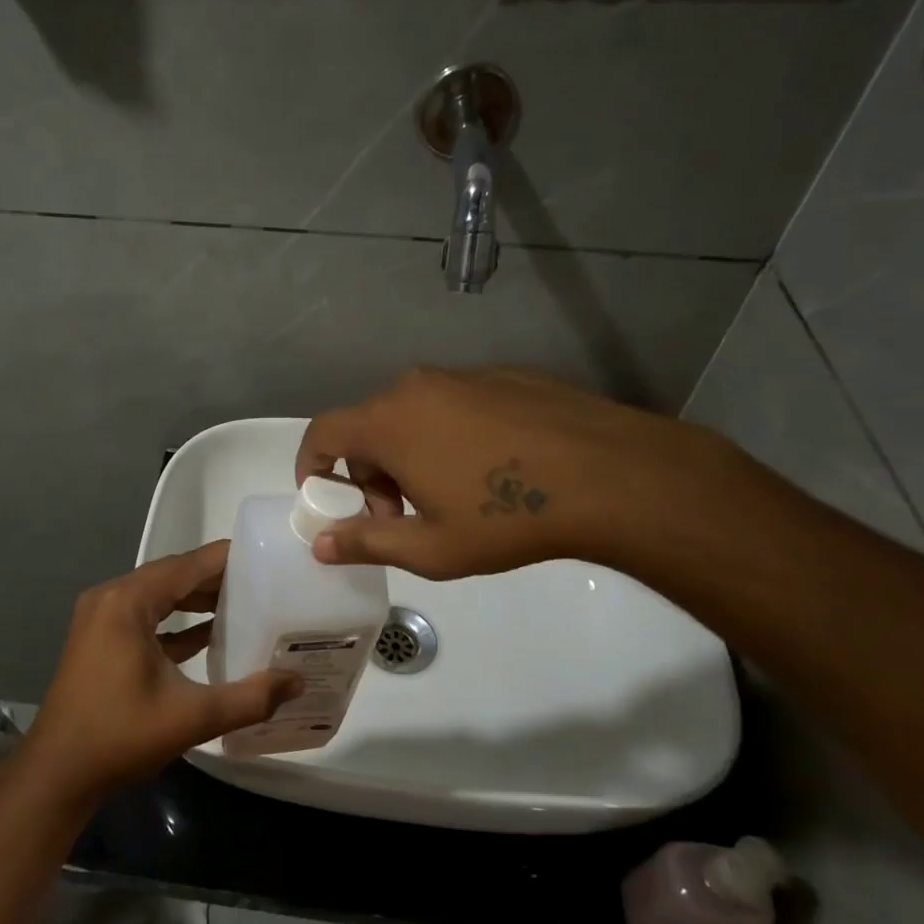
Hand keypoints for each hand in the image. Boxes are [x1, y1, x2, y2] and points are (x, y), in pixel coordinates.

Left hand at [24, 541, 301, 800]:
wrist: (57, 774)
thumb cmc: (120, 737)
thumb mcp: (191, 717)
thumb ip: (249, 698)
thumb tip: (297, 682)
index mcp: (128, 602)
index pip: (187, 565)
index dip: (228, 559)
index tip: (268, 558)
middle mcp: (111, 598)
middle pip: (173, 576)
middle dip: (216, 579)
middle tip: (264, 584)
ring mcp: (102, 618)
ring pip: (159, 596)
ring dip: (196, 599)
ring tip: (245, 604)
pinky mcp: (100, 639)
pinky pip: (146, 617)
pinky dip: (176, 622)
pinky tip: (210, 634)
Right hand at [296, 367, 718, 578]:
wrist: (611, 476)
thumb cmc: (507, 517)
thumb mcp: (430, 548)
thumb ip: (365, 542)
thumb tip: (319, 544)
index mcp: (389, 422)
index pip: (323, 432)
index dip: (311, 465)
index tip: (324, 499)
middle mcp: (416, 387)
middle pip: (367, 426)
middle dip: (367, 473)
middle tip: (399, 516)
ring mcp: (462, 375)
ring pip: (411, 414)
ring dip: (407, 454)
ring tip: (446, 496)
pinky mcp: (503, 375)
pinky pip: (452, 404)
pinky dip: (447, 435)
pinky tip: (490, 469)